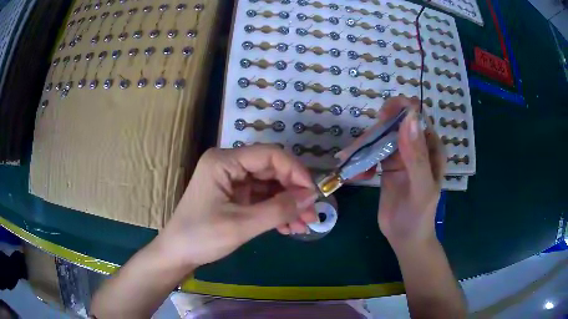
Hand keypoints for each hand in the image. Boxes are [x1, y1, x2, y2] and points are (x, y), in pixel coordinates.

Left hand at [157, 145, 318, 266]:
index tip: (313, 194)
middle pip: (271, 170)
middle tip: (312, 214)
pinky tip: (289, 227)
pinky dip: (276, 211)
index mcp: (224, 161)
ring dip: (288, 205)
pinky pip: (261, 198)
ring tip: (304, 225)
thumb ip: (278, 210)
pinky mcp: (234, 195)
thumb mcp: (241, 225)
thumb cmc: (201, 237)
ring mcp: (231, 180)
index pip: (270, 155)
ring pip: (269, 186)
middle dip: (294, 192)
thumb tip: (310, 197)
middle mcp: (229, 165)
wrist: (177, 254)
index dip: (295, 172)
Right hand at [338, 97, 444, 247]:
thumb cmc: (419, 216)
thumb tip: (408, 118)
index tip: (381, 116)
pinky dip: (361, 159)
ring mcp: (401, 155)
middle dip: (375, 133)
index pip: (418, 117)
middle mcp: (417, 146)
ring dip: (363, 147)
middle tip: (357, 149)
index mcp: (431, 148)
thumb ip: (417, 156)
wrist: (405, 238)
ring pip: (380, 137)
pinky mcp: (387, 165)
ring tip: (350, 163)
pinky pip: (371, 152)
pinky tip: (357, 176)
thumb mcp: (422, 188)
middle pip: (394, 124)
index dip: (401, 109)